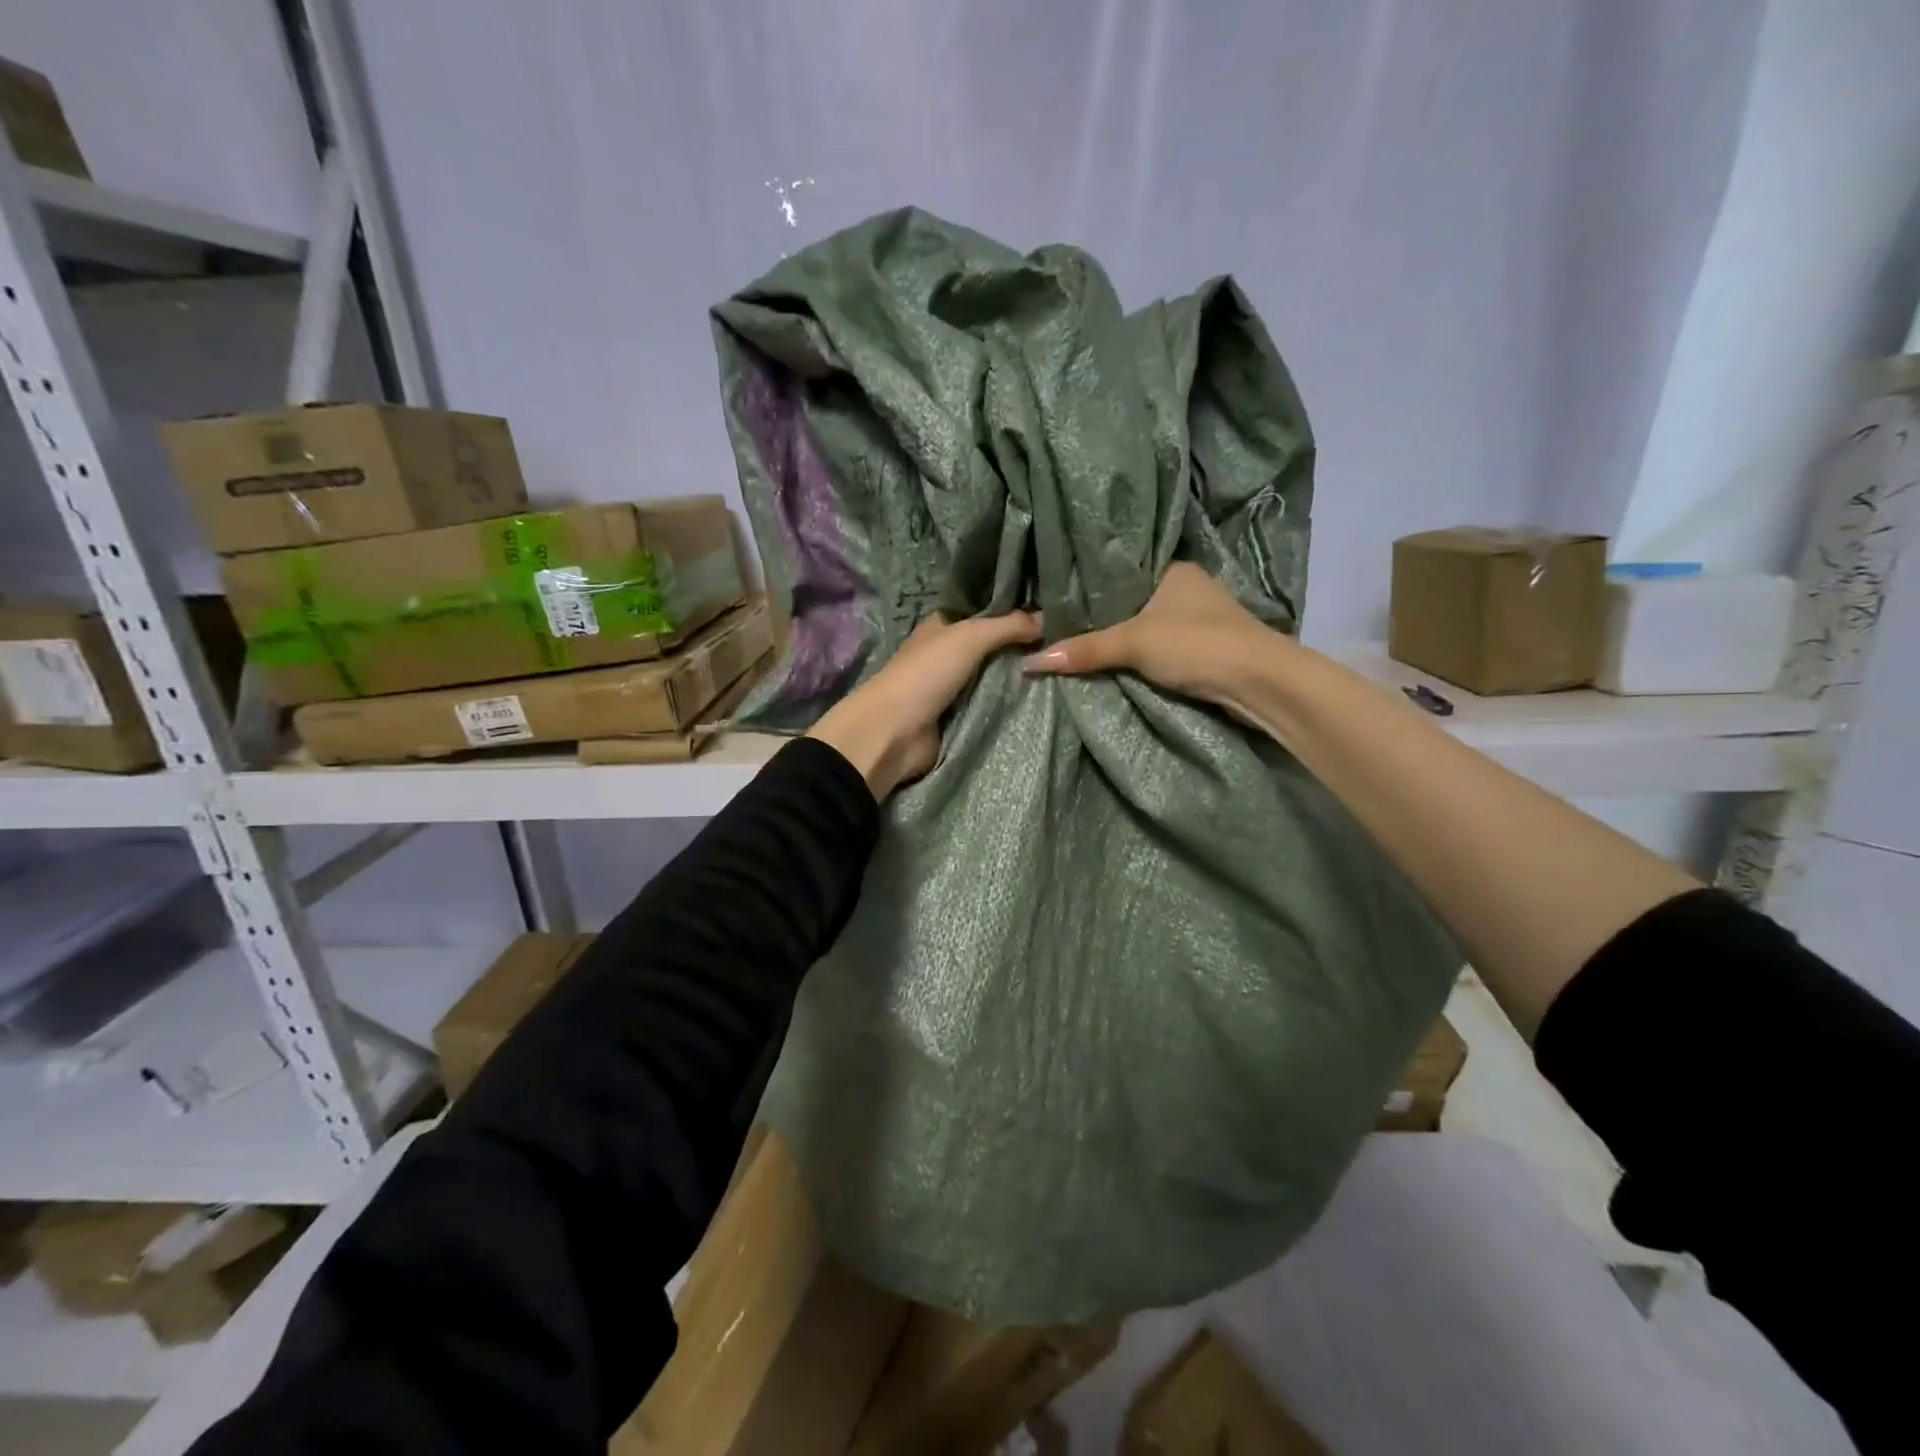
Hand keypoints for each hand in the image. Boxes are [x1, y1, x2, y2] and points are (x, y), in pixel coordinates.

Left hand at [807, 609, 1041, 797]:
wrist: (894, 733)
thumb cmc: (926, 674)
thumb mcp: (969, 637)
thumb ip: (1008, 625)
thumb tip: (1049, 618)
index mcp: (943, 627)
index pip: (985, 612)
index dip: (1014, 611)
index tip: (1055, 612)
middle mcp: (948, 654)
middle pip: (993, 647)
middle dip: (1023, 647)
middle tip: (1067, 645)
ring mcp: (953, 688)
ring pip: (995, 678)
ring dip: (1020, 678)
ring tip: (1064, 672)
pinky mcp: (958, 719)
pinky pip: (992, 707)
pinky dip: (1010, 706)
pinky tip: (1044, 700)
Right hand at [1021, 562, 1279, 708]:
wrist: (1259, 682)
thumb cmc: (1196, 644)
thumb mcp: (1133, 643)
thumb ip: (1084, 650)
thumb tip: (1029, 662)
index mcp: (1173, 569)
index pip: (1121, 571)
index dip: (1089, 586)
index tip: (1056, 600)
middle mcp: (1187, 587)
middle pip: (1132, 600)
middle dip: (1103, 617)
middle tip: (1059, 627)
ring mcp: (1200, 618)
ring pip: (1148, 625)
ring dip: (1123, 638)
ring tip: (1077, 644)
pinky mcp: (1206, 648)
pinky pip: (1160, 647)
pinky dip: (1140, 656)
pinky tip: (1114, 663)